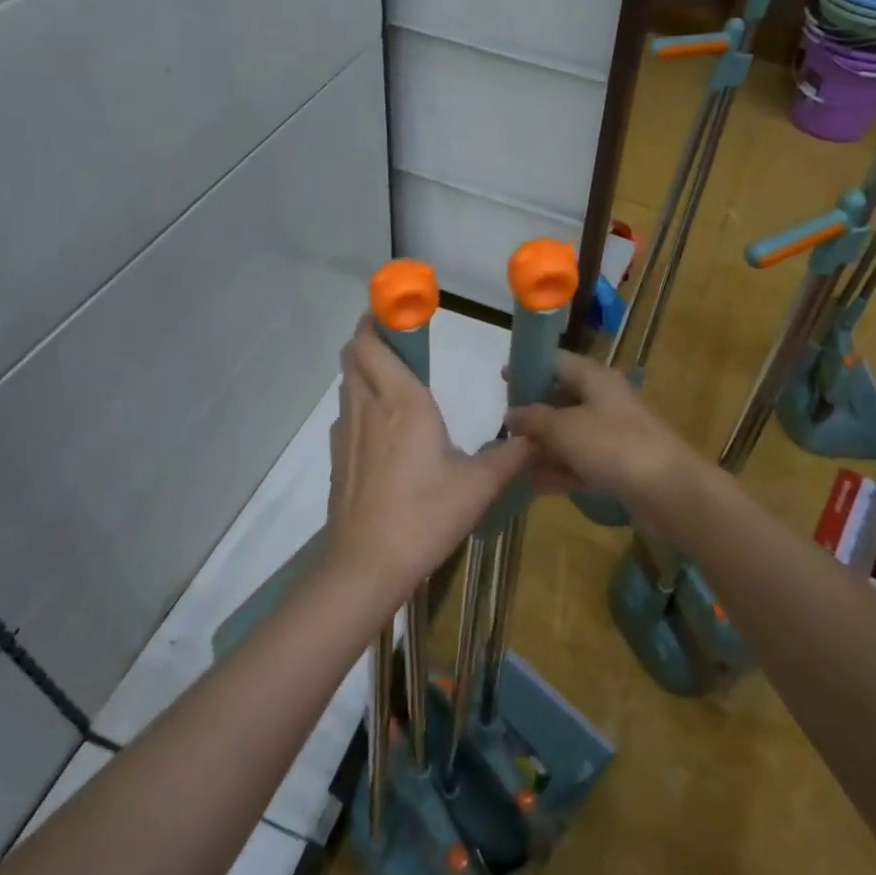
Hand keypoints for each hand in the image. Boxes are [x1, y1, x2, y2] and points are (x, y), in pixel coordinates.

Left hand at [327, 317, 531, 597]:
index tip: (396, 310)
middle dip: (370, 338)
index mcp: (403, 401)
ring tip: (397, 381)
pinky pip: (346, 414)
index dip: (377, 319)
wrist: (368, 564)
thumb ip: (511, 455)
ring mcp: (346, 433)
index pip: (373, 343)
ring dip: (365, 370)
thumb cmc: (427, 515)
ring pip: (349, 383)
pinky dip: (360, 404)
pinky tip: (384, 431)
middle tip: (402, 341)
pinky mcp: (338, 458)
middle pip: (354, 355)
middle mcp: (369, 407)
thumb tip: (537, 437)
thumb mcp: (480, 484)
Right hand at [504, 351, 701, 523]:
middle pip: (562, 399)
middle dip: (533, 413)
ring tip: (511, 461)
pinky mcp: (618, 465)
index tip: (502, 378)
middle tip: (503, 428)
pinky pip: (581, 462)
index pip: (557, 361)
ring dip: (544, 447)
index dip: (529, 367)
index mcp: (595, 379)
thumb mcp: (564, 428)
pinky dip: (560, 470)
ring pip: (570, 434)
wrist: (669, 491)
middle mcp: (605, 400)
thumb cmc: (613, 446)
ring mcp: (613, 434)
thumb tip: (511, 413)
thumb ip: (533, 418)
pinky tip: (535, 485)